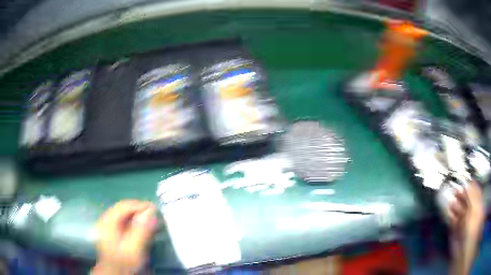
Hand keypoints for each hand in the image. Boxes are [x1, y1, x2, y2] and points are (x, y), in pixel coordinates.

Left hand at [92, 200, 156, 274]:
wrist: (117, 273)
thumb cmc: (125, 262)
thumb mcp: (135, 249)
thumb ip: (142, 230)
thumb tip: (151, 211)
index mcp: (108, 222)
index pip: (124, 206)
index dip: (140, 205)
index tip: (155, 209)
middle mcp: (106, 220)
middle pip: (123, 208)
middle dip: (139, 210)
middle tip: (155, 214)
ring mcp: (108, 225)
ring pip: (124, 214)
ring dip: (137, 215)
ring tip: (151, 220)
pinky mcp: (112, 231)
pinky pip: (123, 220)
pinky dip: (134, 221)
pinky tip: (142, 226)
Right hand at [447, 181, 484, 238]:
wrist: (464, 249)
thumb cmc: (472, 227)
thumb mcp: (475, 208)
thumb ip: (472, 195)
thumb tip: (468, 182)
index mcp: (477, 205)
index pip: (473, 193)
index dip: (468, 187)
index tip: (462, 182)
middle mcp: (471, 212)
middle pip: (466, 201)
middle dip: (460, 196)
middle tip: (454, 191)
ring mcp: (464, 222)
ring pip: (459, 211)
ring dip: (455, 207)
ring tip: (450, 203)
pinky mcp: (457, 231)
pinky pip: (454, 222)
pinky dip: (451, 218)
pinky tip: (449, 215)